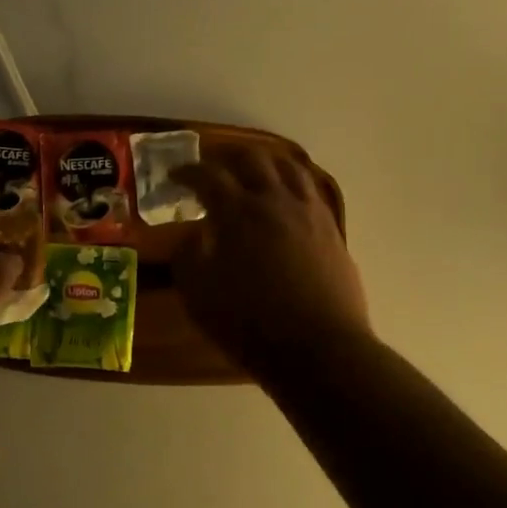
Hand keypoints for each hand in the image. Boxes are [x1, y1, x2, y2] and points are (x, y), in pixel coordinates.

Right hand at [176, 148, 369, 376]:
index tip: (174, 175)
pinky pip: (312, 191)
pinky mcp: (332, 230)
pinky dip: (293, 185)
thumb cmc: (250, 323)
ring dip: (266, 164)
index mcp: (238, 211)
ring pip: (289, 167)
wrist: (320, 350)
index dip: (187, 171)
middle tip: (214, 167)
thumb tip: (194, 236)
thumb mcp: (198, 295)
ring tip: (255, 174)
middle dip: (228, 157)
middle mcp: (275, 200)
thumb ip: (187, 257)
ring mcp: (308, 212)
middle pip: (252, 158)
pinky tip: (288, 200)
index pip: (208, 175)